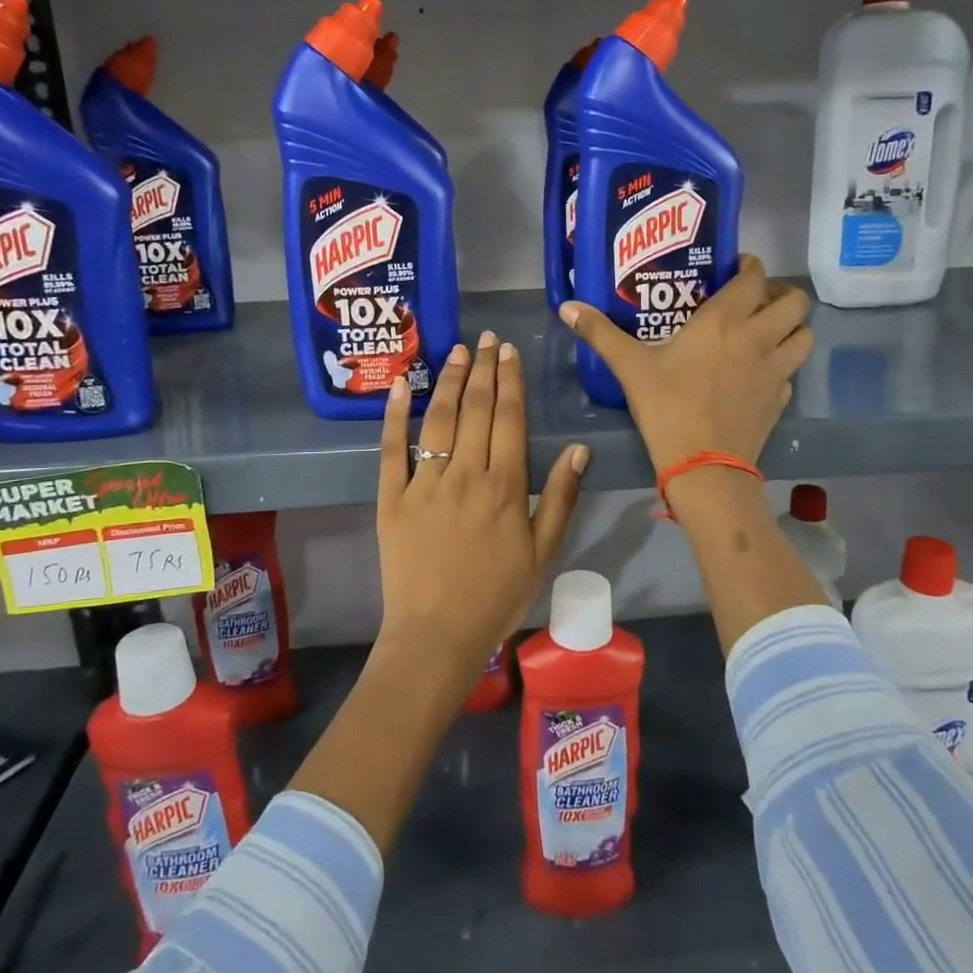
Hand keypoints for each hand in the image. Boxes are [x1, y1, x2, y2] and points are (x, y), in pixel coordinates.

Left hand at [376, 330, 588, 691]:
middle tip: (486, 338)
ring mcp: (424, 483)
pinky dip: (393, 415)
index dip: (510, 381)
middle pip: (475, 409)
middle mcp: (465, 473)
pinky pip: (391, 448)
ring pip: (438, 419)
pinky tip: (397, 386)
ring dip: (447, 380)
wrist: (437, 634)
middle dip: (483, 369)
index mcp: (505, 486)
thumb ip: (560, 498)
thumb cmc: (497, 596)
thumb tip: (581, 449)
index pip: (509, 419)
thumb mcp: (543, 552)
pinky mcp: (392, 497)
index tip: (509, 351)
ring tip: (456, 351)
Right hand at [559, 254, 812, 470]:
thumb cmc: (666, 406)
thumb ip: (600, 333)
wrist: (704, 465)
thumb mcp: (630, 367)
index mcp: (724, 320)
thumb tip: (566, 307)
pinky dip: (782, 363)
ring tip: (767, 331)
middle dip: (779, 294)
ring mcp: (776, 369)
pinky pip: (792, 370)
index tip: (737, 268)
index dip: (751, 266)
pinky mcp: (781, 398)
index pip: (755, 277)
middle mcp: (758, 337)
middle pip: (794, 301)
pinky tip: (759, 372)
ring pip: (804, 334)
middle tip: (755, 300)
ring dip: (790, 327)